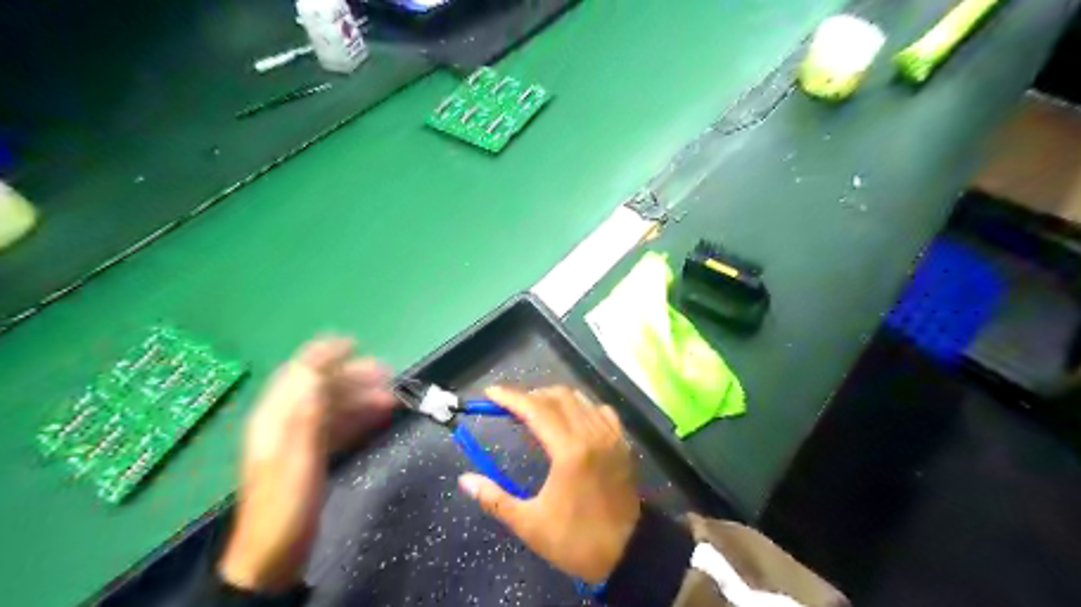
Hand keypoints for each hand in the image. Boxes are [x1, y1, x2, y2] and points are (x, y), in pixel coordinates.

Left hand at [219, 338, 396, 588]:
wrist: (275, 555)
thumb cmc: (285, 505)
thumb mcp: (295, 458)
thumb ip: (306, 415)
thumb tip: (318, 375)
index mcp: (277, 419)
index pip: (299, 375)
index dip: (323, 355)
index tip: (352, 343)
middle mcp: (287, 423)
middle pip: (322, 389)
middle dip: (353, 376)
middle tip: (387, 372)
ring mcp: (301, 440)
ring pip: (334, 407)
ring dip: (362, 397)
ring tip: (392, 395)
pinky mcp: (314, 455)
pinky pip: (340, 427)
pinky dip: (360, 418)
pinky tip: (380, 416)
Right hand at [457, 387, 639, 580]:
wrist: (628, 554)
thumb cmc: (576, 541)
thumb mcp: (530, 524)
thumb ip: (495, 499)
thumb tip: (466, 480)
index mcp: (569, 451)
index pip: (535, 409)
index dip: (511, 397)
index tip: (491, 393)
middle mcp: (592, 434)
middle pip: (558, 396)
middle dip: (531, 396)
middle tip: (511, 408)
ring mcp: (611, 436)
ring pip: (580, 399)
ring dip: (555, 399)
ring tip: (536, 412)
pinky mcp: (623, 443)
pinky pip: (600, 411)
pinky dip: (581, 407)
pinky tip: (572, 420)